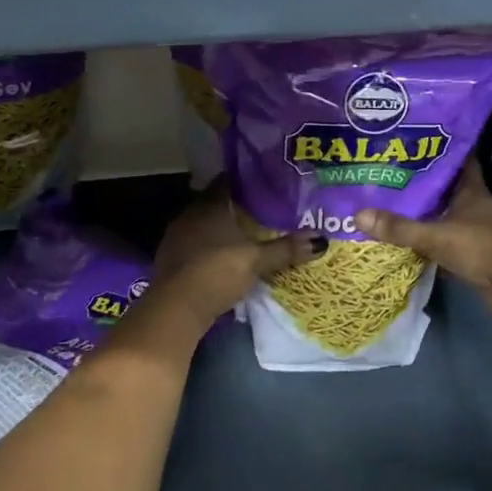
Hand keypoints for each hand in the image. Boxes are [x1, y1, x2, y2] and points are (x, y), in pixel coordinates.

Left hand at [146, 183, 324, 334]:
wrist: (175, 309)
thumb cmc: (217, 272)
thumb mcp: (257, 260)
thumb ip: (286, 248)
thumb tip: (321, 239)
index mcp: (209, 205)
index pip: (227, 181)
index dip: (246, 181)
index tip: (266, 183)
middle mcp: (189, 214)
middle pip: (216, 202)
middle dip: (236, 206)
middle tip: (263, 209)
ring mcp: (176, 238)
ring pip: (203, 224)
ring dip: (221, 228)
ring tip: (246, 233)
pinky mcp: (170, 260)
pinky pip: (194, 244)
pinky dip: (209, 246)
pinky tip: (223, 256)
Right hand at [354, 160, 491, 325]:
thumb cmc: (484, 248)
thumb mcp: (437, 236)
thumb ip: (400, 228)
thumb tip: (358, 215)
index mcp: (470, 190)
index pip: (457, 159)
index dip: (438, 149)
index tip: (413, 140)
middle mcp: (473, 206)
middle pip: (444, 188)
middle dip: (419, 182)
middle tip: (385, 172)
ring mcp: (474, 231)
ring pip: (442, 216)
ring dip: (421, 213)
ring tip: (386, 203)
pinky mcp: (471, 256)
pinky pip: (442, 243)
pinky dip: (426, 243)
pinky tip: (402, 241)